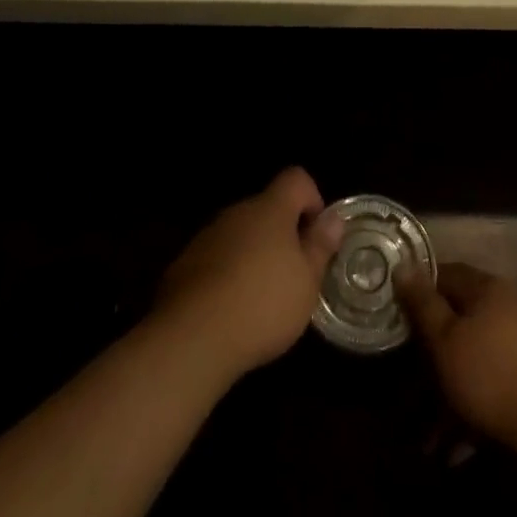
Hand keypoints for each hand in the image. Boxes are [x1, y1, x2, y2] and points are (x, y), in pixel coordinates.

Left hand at [155, 168, 344, 379]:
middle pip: (266, 208)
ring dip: (253, 254)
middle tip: (293, 274)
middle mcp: (237, 212)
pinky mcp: (184, 264)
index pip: (295, 178)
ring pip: (240, 234)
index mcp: (270, 209)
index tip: (316, 235)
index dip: (312, 199)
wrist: (191, 338)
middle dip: (282, 234)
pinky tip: (230, 311)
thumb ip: (320, 246)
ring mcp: (207, 236)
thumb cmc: (262, 304)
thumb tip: (333, 218)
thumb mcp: (306, 282)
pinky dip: (227, 274)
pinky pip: (216, 258)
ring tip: (261, 298)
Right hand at [396, 262, 516, 454]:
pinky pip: (491, 384)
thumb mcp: (446, 339)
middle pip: (459, 318)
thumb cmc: (491, 376)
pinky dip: (471, 406)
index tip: (397, 314)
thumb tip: (403, 264)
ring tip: (427, 433)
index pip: (445, 273)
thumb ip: (423, 303)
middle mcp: (508, 306)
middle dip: (433, 350)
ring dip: (448, 389)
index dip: (418, 290)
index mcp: (488, 288)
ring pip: (473, 357)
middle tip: (409, 380)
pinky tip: (457, 444)